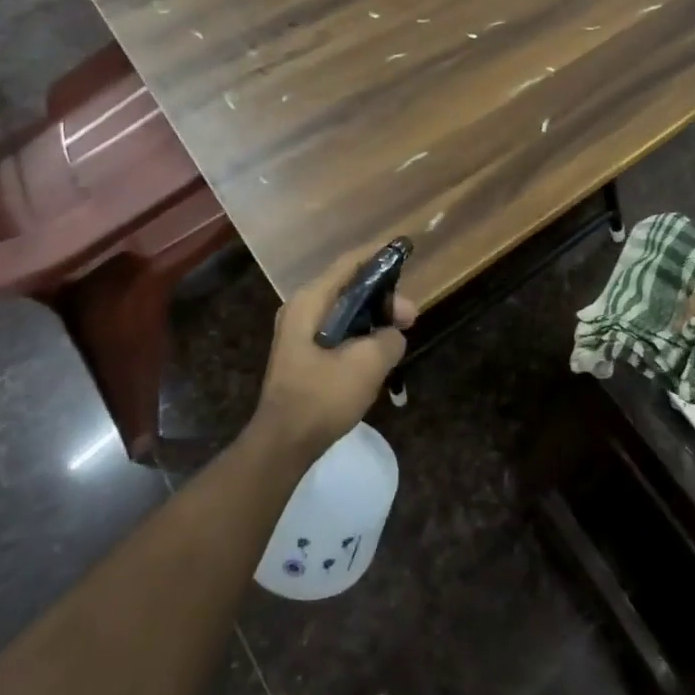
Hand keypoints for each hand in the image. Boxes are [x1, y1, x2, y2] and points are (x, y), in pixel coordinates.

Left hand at [252, 248, 417, 458]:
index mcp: (310, 301)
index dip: (378, 255)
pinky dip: (361, 332)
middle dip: (383, 296)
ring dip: (374, 317)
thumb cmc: (322, 397)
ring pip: (346, 310)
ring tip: (401, 333)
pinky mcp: (305, 353)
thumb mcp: (367, 364)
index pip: (349, 263)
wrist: (283, 444)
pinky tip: (380, 349)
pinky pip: (339, 330)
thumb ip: (389, 338)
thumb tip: (393, 335)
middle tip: (411, 316)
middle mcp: (301, 308)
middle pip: (349, 287)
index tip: (404, 250)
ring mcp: (300, 332)